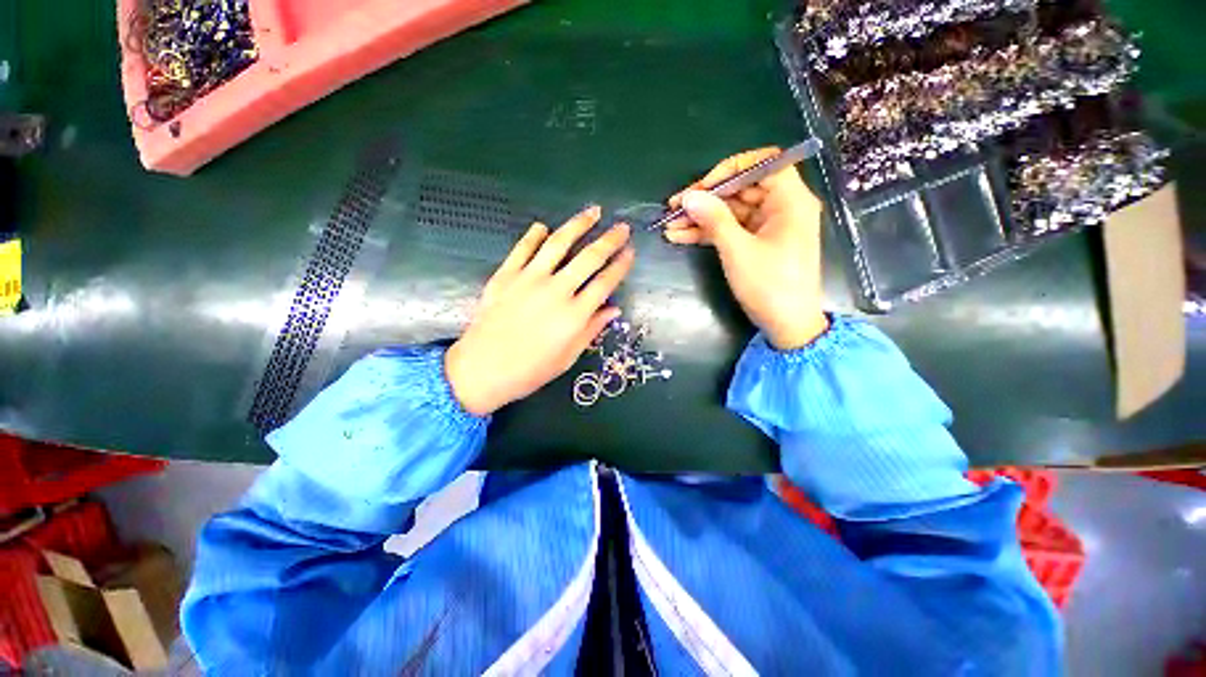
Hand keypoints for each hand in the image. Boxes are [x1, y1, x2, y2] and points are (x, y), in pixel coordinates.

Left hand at [445, 206, 635, 415]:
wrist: (481, 370)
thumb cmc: (529, 371)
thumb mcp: (568, 357)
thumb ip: (591, 330)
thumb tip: (614, 309)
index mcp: (574, 316)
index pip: (605, 283)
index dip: (620, 266)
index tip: (630, 252)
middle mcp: (556, 291)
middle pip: (589, 258)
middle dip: (610, 240)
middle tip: (622, 227)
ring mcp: (529, 279)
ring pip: (558, 243)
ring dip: (578, 224)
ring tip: (592, 212)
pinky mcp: (505, 275)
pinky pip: (523, 248)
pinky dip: (535, 235)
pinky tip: (543, 227)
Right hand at [665, 148, 828, 350]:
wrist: (787, 325)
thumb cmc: (770, 285)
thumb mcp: (738, 251)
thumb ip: (714, 220)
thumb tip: (689, 196)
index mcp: (790, 200)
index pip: (763, 164)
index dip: (731, 169)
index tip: (703, 187)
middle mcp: (781, 207)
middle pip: (741, 189)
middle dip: (706, 198)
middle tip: (674, 207)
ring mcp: (767, 227)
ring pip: (731, 212)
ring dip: (701, 218)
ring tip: (669, 225)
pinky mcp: (756, 243)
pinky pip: (730, 230)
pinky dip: (708, 233)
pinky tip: (680, 236)